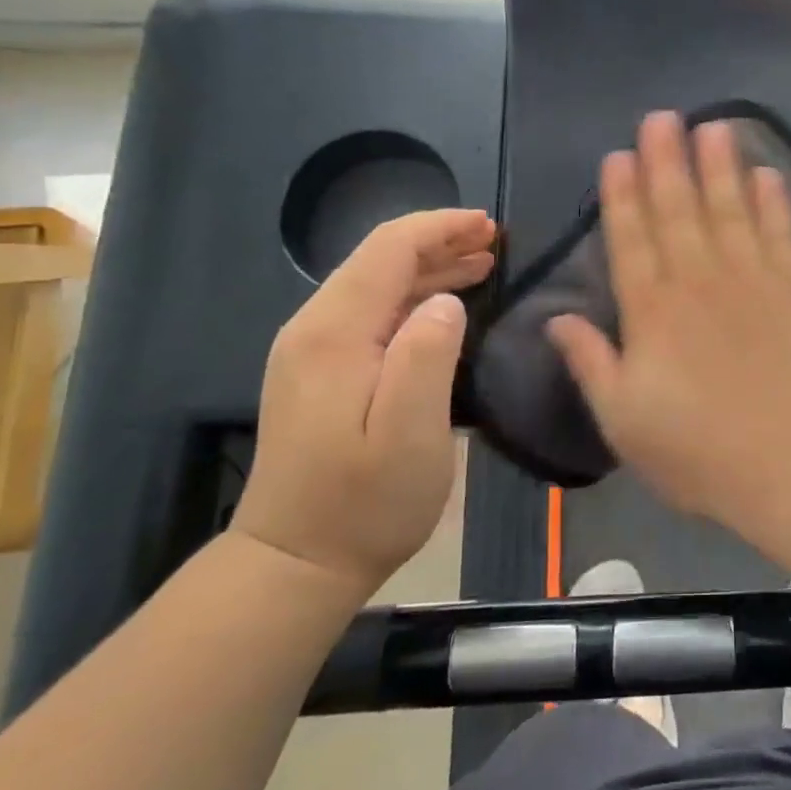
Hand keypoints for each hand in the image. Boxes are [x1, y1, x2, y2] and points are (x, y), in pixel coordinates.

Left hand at [235, 209, 495, 601]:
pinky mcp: (319, 373)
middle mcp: (314, 329)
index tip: (489, 226)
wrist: (295, 563)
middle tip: (495, 241)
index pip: (388, 250)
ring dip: (429, 268)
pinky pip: (370, 313)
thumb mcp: (410, 433)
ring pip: (375, 285)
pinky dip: (412, 297)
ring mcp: (312, 351)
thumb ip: (428, 356)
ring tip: (481, 263)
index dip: (440, 228)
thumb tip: (446, 302)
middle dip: (438, 241)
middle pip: (379, 260)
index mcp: (335, 333)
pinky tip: (443, 305)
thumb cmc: (364, 503)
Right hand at [547, 113, 790, 523]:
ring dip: (720, 167)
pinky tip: (768, 174)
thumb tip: (556, 318)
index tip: (618, 156)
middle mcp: (699, 282)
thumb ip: (590, 362)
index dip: (622, 195)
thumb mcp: (623, 419)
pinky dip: (774, 203)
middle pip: (679, 211)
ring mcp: (753, 282)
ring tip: (713, 126)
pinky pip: (782, 236)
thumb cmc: (698, 453)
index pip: (631, 239)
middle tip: (661, 117)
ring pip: (730, 210)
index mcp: (652, 312)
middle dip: (667, 161)